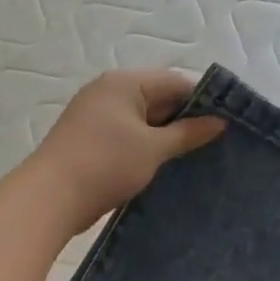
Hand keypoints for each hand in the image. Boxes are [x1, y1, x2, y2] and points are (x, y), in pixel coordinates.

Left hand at [28, 70, 225, 232]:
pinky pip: (129, 137)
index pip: (175, 82)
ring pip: (144, 121)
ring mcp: (97, 117)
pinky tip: (168, 166)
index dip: (203, 100)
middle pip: (159, 99)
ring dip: (167, 137)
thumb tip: (220, 122)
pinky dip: (148, 148)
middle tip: (219, 142)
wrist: (51, 198)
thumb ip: (188, 133)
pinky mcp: (92, 141)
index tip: (228, 123)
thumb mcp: (153, 148)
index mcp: (124, 83)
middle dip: (186, 120)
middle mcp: (109, 92)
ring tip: (198, 156)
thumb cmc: (106, 164)